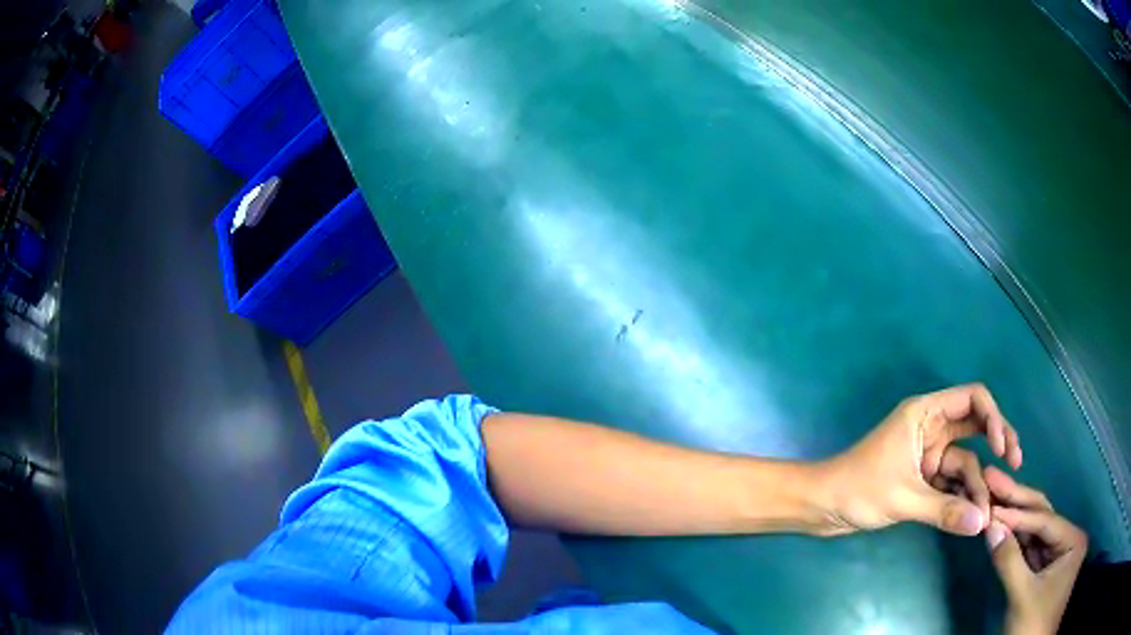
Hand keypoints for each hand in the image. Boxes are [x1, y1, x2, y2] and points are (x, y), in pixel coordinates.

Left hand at [818, 384, 1021, 535]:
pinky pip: (951, 482)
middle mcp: (932, 428)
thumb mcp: (904, 499)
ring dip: (978, 482)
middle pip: (976, 426)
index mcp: (925, 413)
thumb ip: (944, 511)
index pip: (972, 399)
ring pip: (965, 461)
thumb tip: (982, 523)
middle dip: (997, 443)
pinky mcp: (923, 477)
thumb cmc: (858, 490)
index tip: (1003, 448)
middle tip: (1015, 466)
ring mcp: (929, 453)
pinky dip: (963, 495)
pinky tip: (975, 513)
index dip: (994, 418)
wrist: (821, 506)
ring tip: (990, 509)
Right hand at [984, 467, 1086, 634]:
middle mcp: (1068, 539)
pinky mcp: (1045, 567)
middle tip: (993, 478)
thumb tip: (990, 527)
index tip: (990, 500)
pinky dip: (1014, 539)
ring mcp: (1057, 553)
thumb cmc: (1033, 625)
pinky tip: (1000, 526)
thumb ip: (1009, 562)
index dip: (1017, 513)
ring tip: (993, 496)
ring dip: (1013, 518)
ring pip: (1034, 530)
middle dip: (1017, 501)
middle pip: (1041, 516)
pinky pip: (1030, 548)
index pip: (1044, 520)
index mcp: (1072, 540)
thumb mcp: (1022, 597)